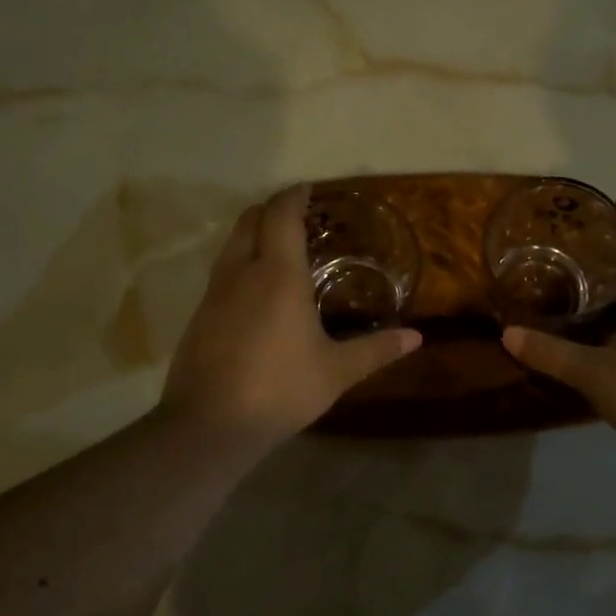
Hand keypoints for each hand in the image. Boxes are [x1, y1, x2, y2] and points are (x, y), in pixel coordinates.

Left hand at [160, 185, 421, 447]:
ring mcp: (214, 293)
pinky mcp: (199, 316)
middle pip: (250, 219)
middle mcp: (241, 272)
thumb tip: (416, 337)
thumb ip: (376, 350)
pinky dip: (240, 264)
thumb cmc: (280, 389)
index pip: (281, 214)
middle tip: (300, 220)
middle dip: (272, 210)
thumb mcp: (336, 372)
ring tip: (281, 253)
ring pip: (231, 244)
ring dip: (253, 235)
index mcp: (278, 274)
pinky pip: (221, 273)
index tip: (310, 190)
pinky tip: (257, 294)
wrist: (208, 426)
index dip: (294, 196)